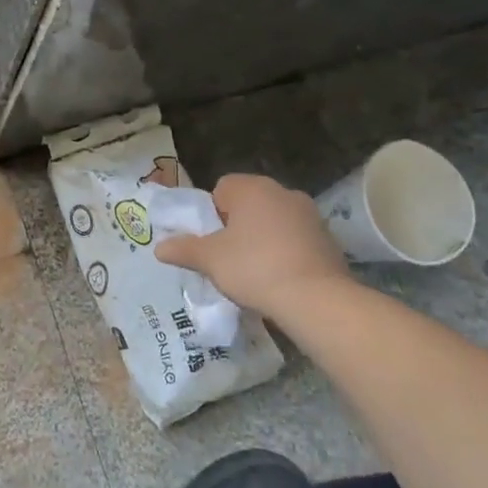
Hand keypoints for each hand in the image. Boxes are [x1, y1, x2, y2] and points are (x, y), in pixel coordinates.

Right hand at [156, 173, 353, 319]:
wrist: (316, 300)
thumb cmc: (254, 268)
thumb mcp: (209, 260)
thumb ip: (184, 249)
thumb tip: (159, 248)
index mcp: (251, 188)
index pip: (222, 188)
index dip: (212, 214)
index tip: (212, 240)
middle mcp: (282, 191)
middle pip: (249, 204)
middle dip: (237, 226)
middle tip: (228, 256)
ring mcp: (310, 214)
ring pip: (274, 221)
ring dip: (263, 238)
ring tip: (255, 272)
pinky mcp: (329, 239)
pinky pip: (296, 239)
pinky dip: (286, 252)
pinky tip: (281, 278)